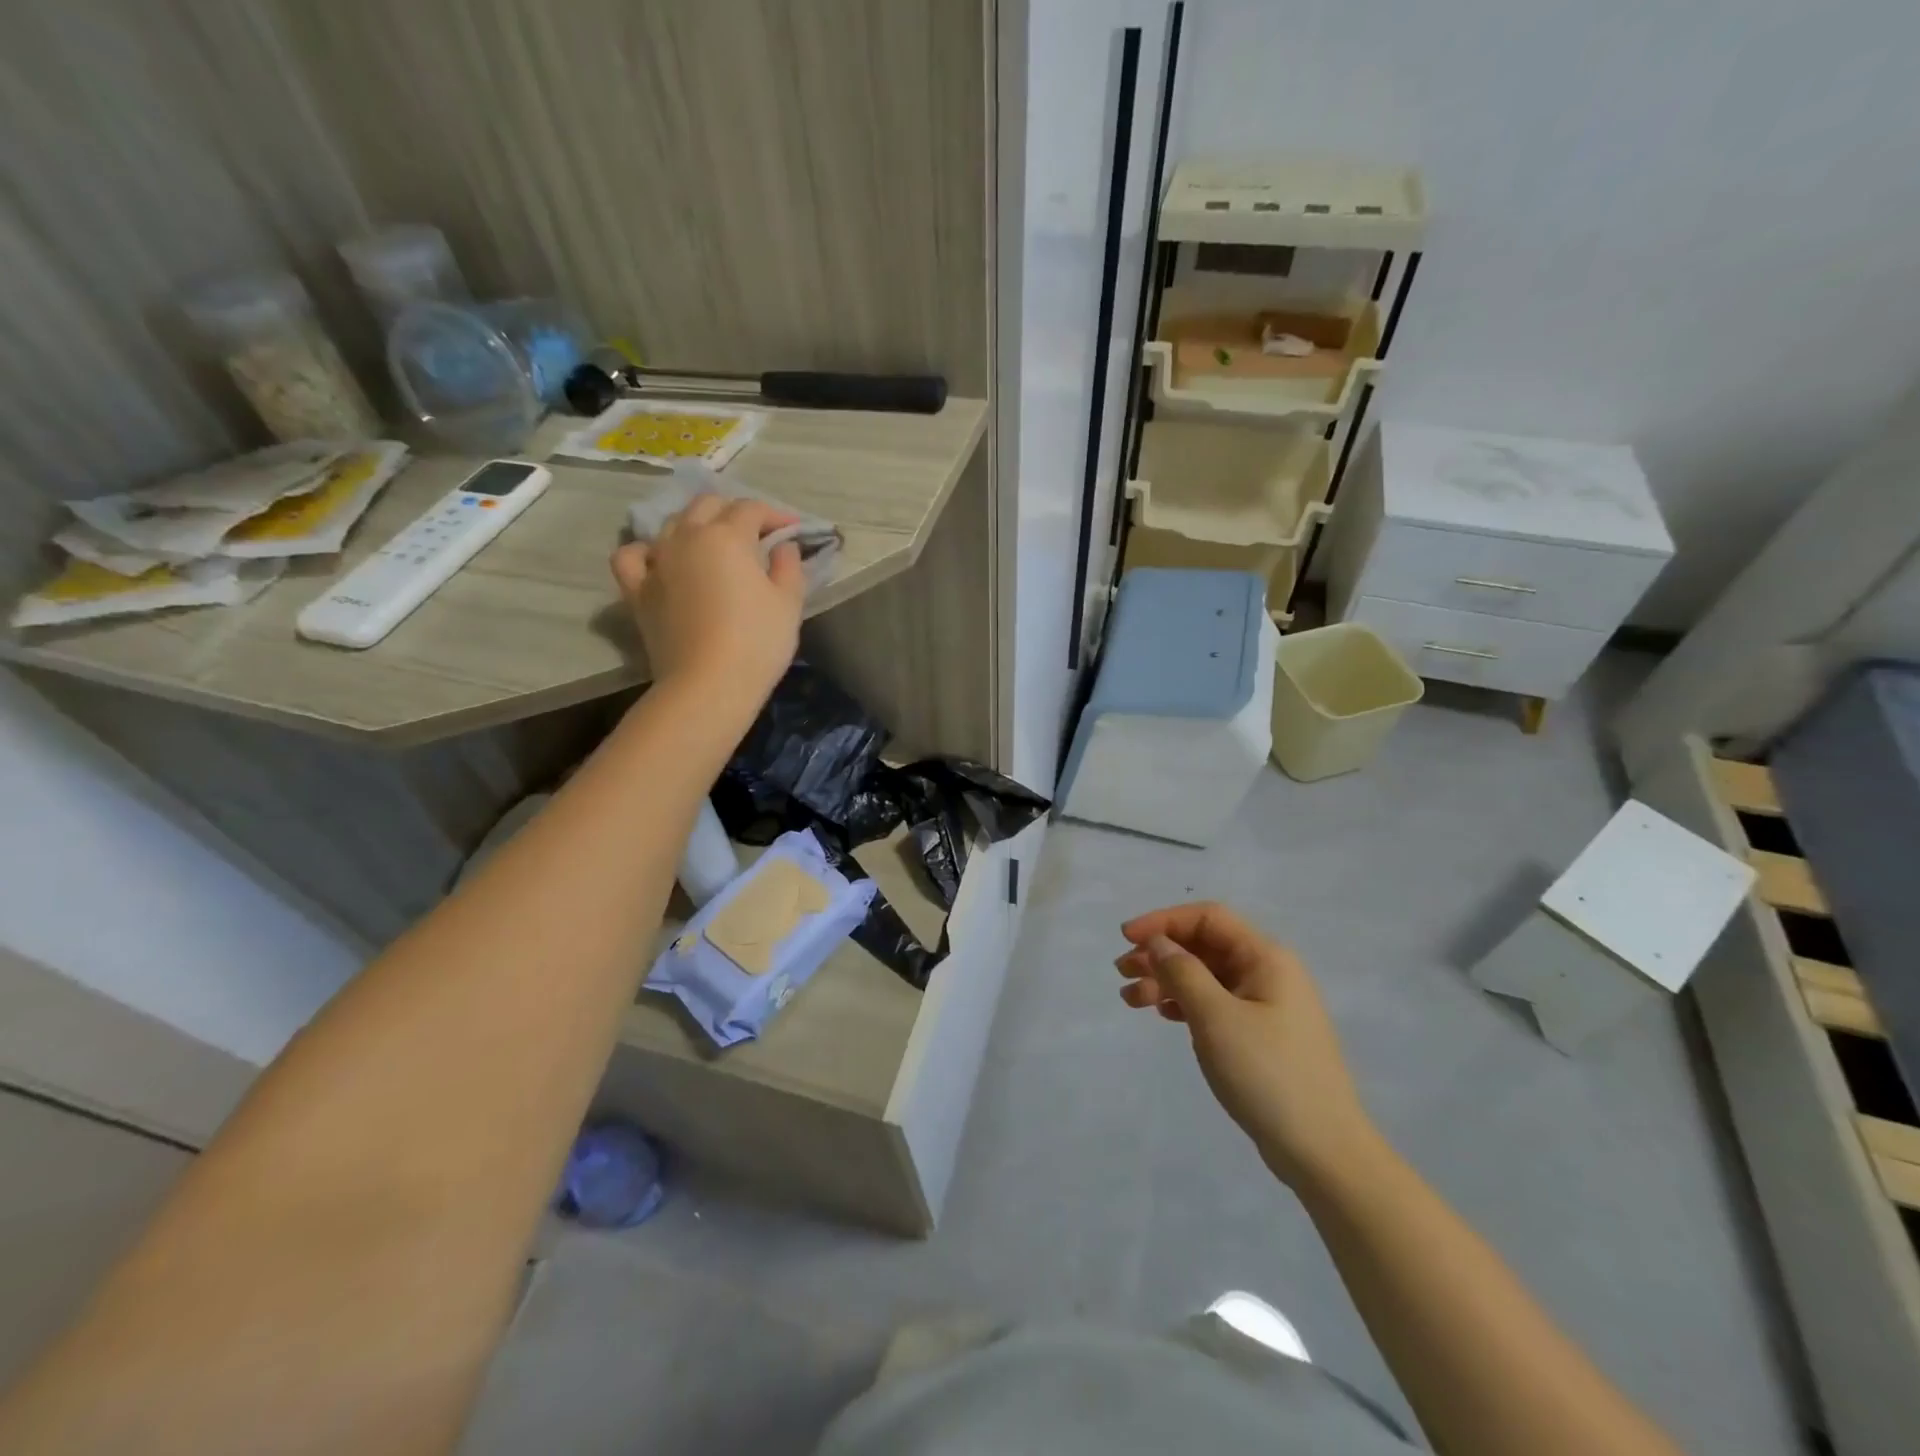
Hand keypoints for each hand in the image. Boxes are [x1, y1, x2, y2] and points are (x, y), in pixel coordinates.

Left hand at [610, 495, 805, 703]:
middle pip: (707, 505)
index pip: (752, 509)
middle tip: (755, 533)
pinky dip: (646, 551)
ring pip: (671, 523)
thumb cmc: (757, 642)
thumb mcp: (789, 603)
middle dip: (734, 511)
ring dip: (696, 525)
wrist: (708, 685)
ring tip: (712, 544)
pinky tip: (661, 560)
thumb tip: (783, 546)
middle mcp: (686, 537)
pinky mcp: (637, 590)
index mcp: (727, 536)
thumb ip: (789, 566)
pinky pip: (633, 556)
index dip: (776, 515)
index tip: (793, 530)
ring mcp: (657, 562)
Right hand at [1117, 902, 1378, 1187]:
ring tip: (1130, 999)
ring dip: (1166, 980)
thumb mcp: (1216, 1018)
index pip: (1207, 918)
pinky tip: (1162, 1015)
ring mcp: (1266, 1004)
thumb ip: (1182, 972)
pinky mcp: (1261, 1034)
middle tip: (1121, 972)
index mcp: (1266, 958)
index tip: (1126, 937)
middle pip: (1204, 945)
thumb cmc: (1268, 1074)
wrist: (1323, 1152)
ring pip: (1206, 975)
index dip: (1163, 921)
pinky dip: (1184, 1003)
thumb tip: (1159, 943)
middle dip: (1160, 953)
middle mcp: (1268, 972)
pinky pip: (1215, 1002)